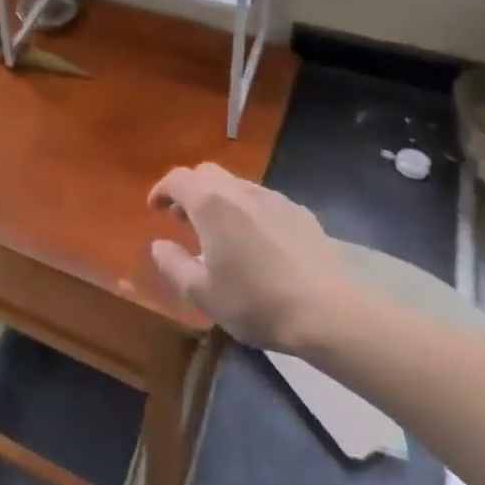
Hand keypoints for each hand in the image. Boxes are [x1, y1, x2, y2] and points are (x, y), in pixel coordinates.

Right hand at [149, 163, 359, 353]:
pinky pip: (262, 200)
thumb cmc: (256, 301)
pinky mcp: (299, 212)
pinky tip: (256, 242)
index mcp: (210, 203)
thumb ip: (174, 265)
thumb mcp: (203, 293)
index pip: (177, 179)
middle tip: (183, 219)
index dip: (161, 190)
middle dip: (190, 190)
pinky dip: (247, 210)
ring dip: (219, 200)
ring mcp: (273, 198)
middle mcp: (239, 190)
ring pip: (236, 185)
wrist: (329, 310)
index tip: (155, 209)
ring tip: (219, 232)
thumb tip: (158, 245)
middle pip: (206, 174)